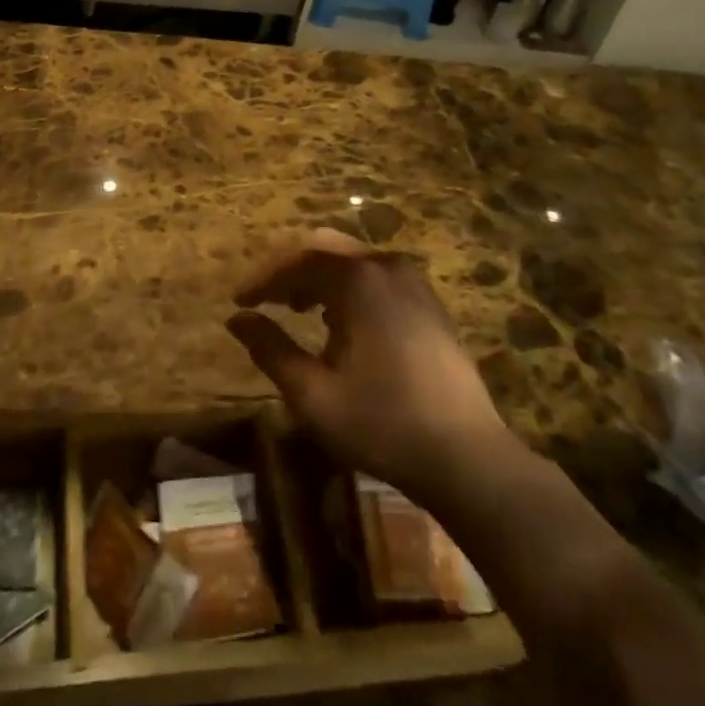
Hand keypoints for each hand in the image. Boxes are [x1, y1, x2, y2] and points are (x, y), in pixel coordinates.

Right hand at [227, 229, 509, 503]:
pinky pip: (376, 276)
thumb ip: (271, 349)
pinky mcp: (428, 303)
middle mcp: (386, 266)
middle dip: (290, 269)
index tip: (239, 301)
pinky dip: (347, 286)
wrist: (467, 457)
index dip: (263, 278)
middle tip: (264, 298)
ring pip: (352, 260)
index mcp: (358, 279)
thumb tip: (237, 320)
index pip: (298, 260)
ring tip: (296, 308)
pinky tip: (338, 320)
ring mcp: (413, 282)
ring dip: (318, 277)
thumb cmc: (382, 423)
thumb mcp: (313, 394)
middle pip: (325, 248)